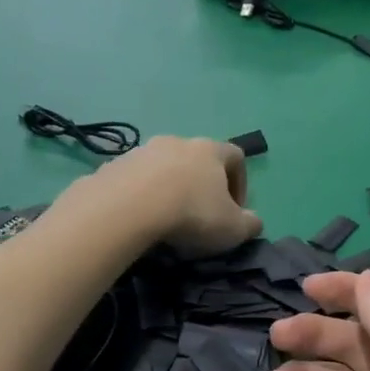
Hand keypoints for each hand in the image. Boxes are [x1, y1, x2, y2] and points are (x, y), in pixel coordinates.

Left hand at [82, 136, 261, 257]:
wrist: (128, 207)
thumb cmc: (191, 213)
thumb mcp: (232, 228)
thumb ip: (250, 224)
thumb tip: (254, 221)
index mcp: (210, 150)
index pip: (236, 157)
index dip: (240, 183)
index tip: (235, 210)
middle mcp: (178, 142)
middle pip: (197, 159)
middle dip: (201, 185)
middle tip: (199, 215)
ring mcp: (143, 150)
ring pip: (164, 167)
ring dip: (169, 188)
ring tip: (166, 219)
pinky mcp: (115, 165)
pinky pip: (135, 179)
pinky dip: (142, 195)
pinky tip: (140, 218)